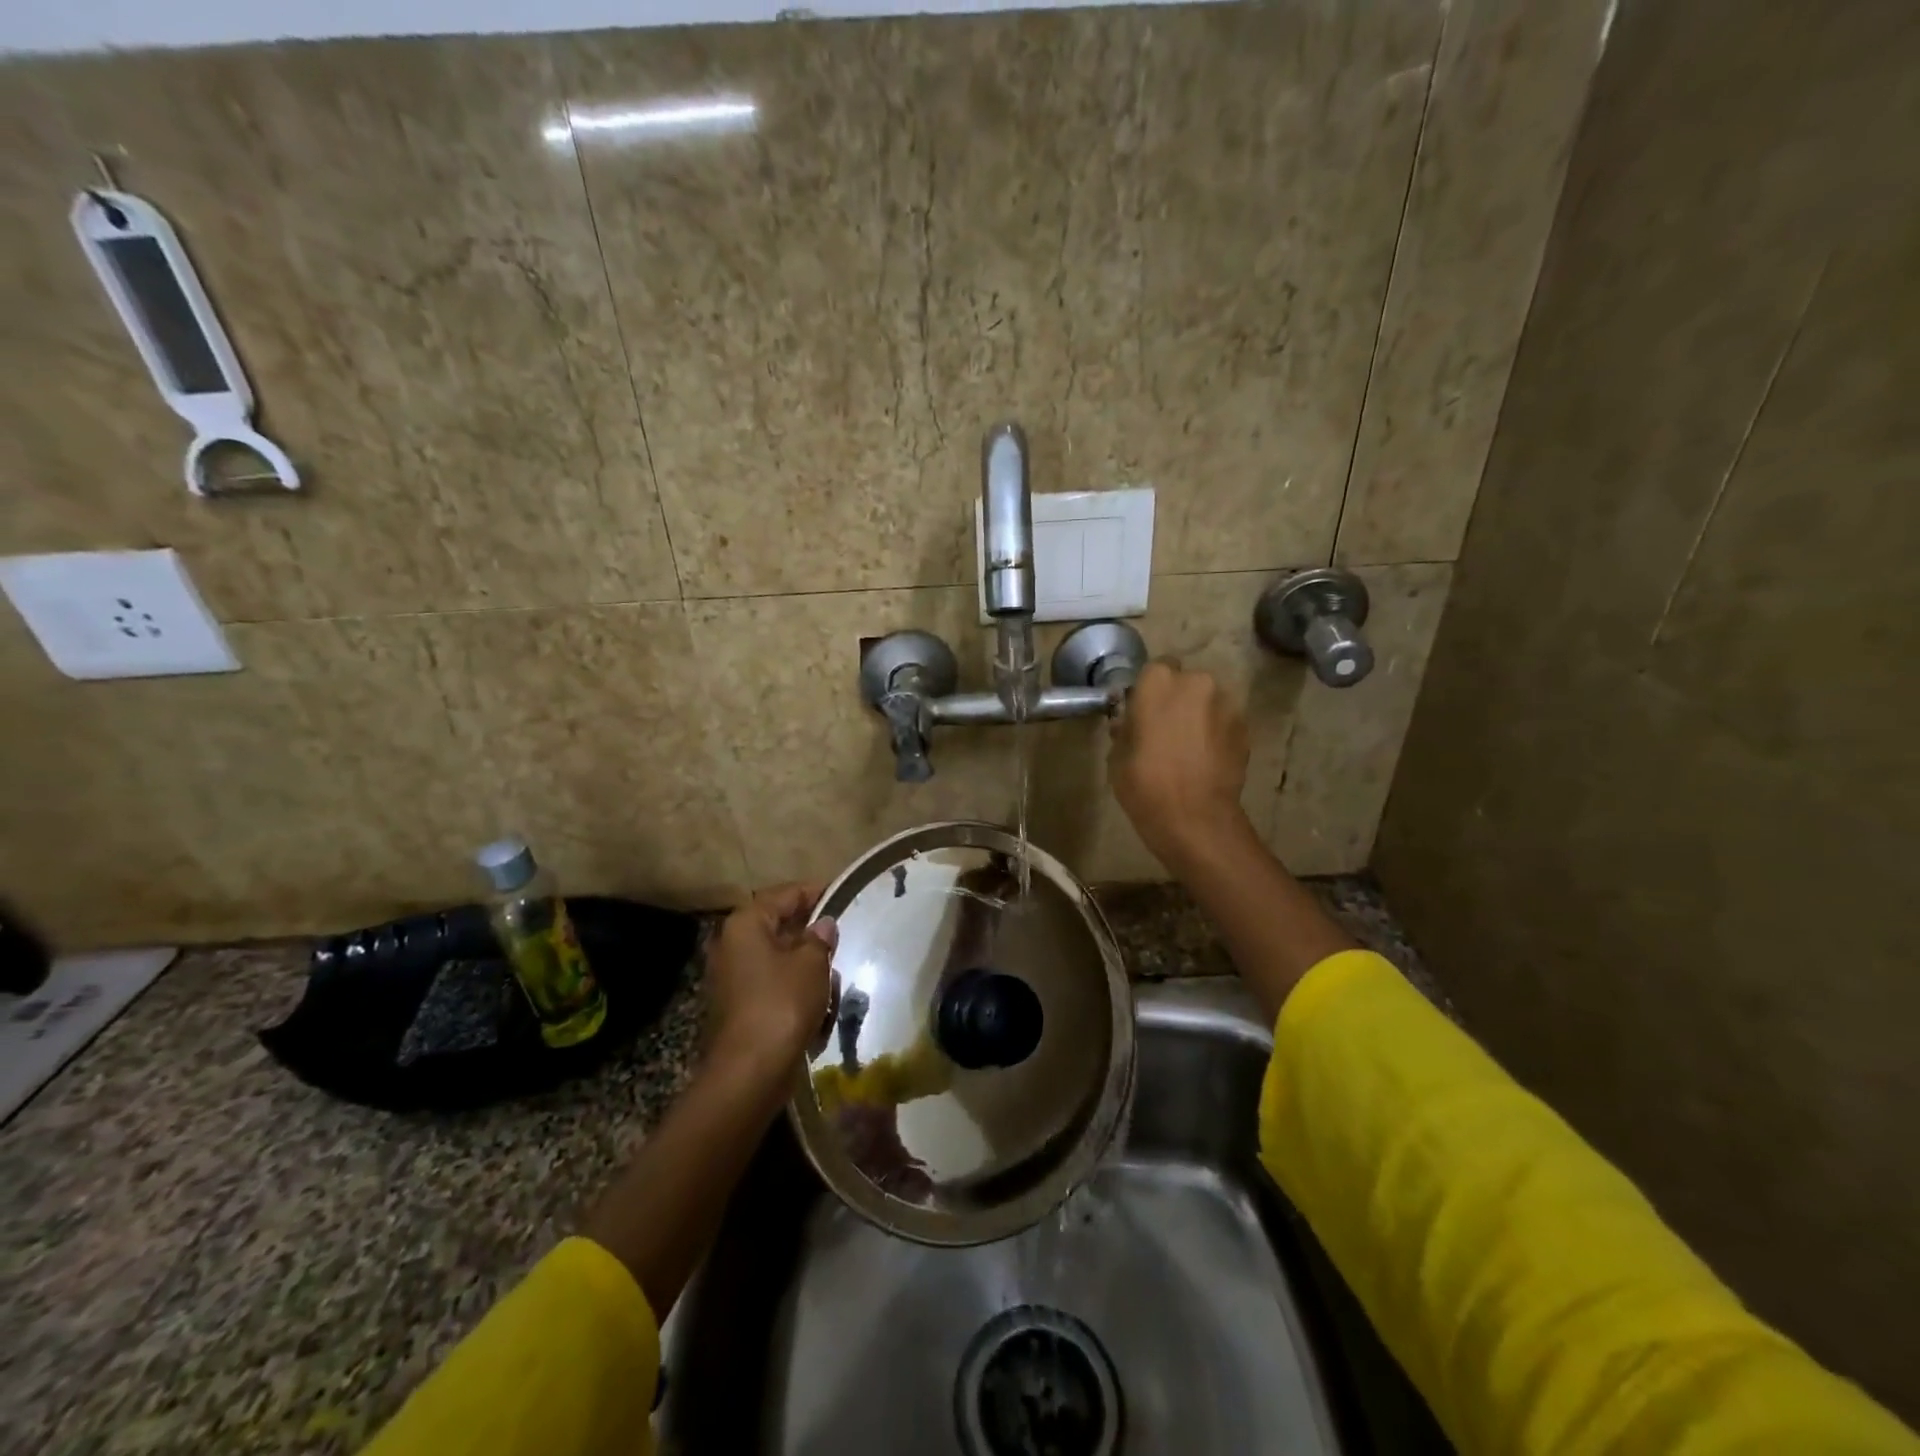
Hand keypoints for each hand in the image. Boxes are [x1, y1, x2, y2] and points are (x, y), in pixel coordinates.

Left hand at [705, 884, 837, 1076]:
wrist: (750, 1071)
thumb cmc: (782, 1003)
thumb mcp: (811, 963)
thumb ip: (819, 938)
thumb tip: (823, 926)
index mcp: (745, 924)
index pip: (784, 895)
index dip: (814, 892)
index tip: (841, 894)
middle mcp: (732, 945)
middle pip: (778, 926)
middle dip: (810, 932)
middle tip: (840, 936)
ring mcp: (731, 977)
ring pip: (777, 958)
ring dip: (805, 963)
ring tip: (833, 974)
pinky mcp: (738, 1006)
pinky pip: (772, 984)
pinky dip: (794, 987)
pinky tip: (817, 1002)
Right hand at [1110, 661, 1253, 868]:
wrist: (1195, 818)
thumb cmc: (1145, 783)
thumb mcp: (1117, 755)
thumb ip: (1126, 727)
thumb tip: (1130, 720)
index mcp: (1158, 682)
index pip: (1155, 669)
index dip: (1150, 690)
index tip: (1144, 711)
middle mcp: (1197, 682)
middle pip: (1186, 683)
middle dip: (1178, 700)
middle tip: (1166, 730)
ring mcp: (1226, 704)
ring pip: (1208, 702)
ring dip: (1200, 716)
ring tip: (1189, 748)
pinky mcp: (1246, 728)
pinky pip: (1225, 722)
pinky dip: (1216, 733)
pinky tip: (1206, 759)